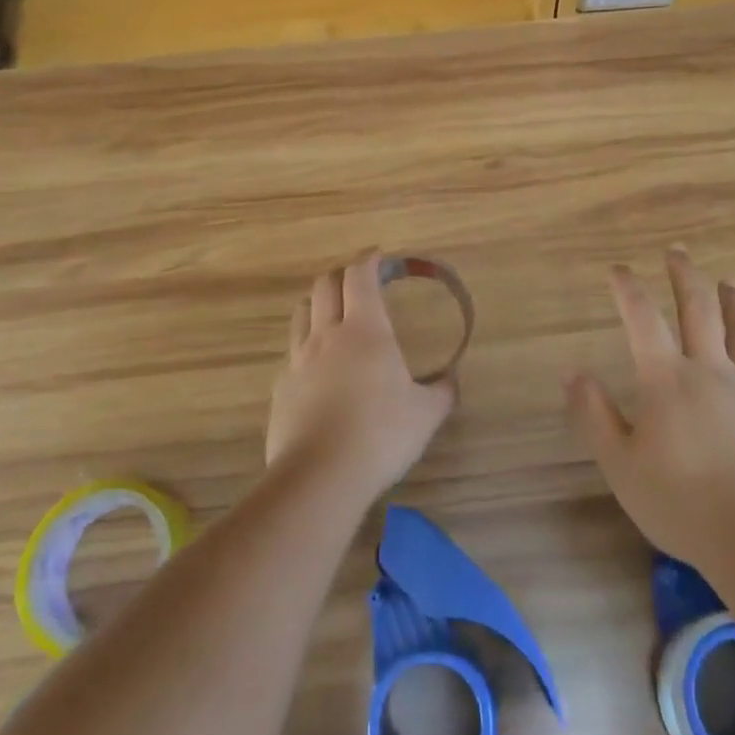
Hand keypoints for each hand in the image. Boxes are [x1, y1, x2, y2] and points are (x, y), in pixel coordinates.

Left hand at [266, 253, 455, 510]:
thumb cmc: (381, 435)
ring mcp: (299, 359)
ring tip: (334, 313)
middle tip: (359, 281)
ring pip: (302, 311)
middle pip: (325, 284)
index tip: (379, 257)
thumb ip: (442, 391)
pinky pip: (293, 350)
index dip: (369, 260)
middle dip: (342, 274)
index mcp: (365, 330)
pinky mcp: (282, 386)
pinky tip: (319, 365)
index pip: (360, 276)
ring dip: (318, 302)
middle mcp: (327, 334)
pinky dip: (307, 342)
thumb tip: (452, 379)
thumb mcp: (426, 415)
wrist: (319, 477)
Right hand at [563, 248, 734, 573]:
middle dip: (685, 276)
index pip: (643, 318)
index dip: (627, 288)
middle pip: (699, 309)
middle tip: (677, 251)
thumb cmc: (682, 503)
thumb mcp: (621, 464)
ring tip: (728, 283)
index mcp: (667, 379)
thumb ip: (594, 414)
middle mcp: (711, 370)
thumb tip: (569, 371)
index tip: (618, 269)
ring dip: (734, 302)